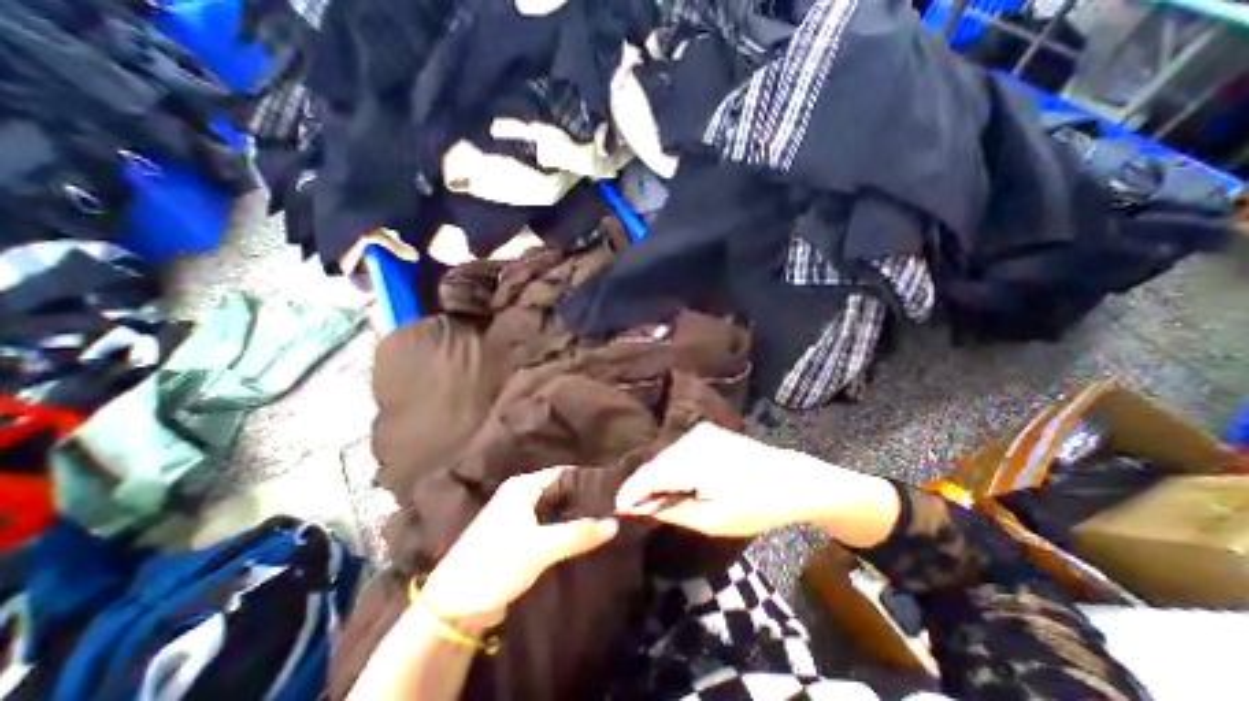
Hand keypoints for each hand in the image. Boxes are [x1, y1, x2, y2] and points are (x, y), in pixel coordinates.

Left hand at [422, 469, 616, 625]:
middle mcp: (521, 495)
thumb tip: (615, 522)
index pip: (563, 474)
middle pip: (560, 491)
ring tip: (604, 521)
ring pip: (555, 509)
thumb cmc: (495, 564)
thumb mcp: (539, 548)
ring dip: (575, 515)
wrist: (454, 607)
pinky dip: (564, 529)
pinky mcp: (518, 536)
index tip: (613, 491)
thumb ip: (577, 534)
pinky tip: (582, 537)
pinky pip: (548, 525)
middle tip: (613, 508)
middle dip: (583, 499)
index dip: (587, 480)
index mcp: (523, 486)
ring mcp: (518, 516)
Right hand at [614, 423, 826, 536]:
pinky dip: (672, 467)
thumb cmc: (755, 505)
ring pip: (666, 456)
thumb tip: (639, 507)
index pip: (650, 475)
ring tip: (653, 498)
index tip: (618, 508)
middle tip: (635, 508)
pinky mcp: (707, 432)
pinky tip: (675, 482)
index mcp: (693, 459)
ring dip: (658, 477)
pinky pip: (679, 451)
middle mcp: (692, 438)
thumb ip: (672, 510)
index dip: (631, 491)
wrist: (791, 479)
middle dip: (643, 485)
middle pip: (656, 464)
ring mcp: (700, 432)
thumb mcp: (714, 519)